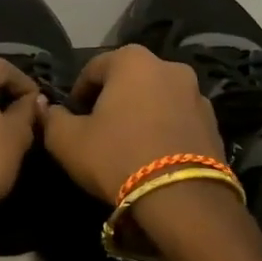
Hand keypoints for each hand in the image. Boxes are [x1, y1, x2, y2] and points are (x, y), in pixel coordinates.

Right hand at [42, 44, 225, 203]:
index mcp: (132, 60)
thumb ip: (52, 118)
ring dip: (141, 114)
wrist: (183, 200)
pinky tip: (154, 156)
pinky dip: (164, 129)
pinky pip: (178, 120)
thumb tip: (47, 108)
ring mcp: (197, 94)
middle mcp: (168, 66)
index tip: (72, 120)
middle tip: (98, 131)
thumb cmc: (118, 157)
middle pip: (128, 80)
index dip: (78, 95)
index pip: (93, 70)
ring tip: (129, 145)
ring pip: (156, 99)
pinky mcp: (214, 123)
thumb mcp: (68, 141)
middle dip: (112, 100)